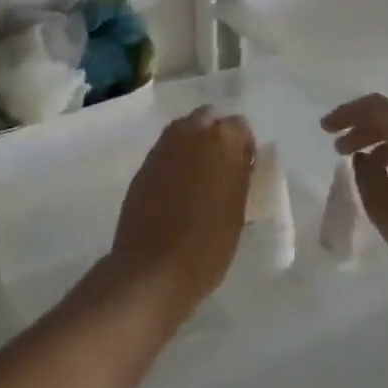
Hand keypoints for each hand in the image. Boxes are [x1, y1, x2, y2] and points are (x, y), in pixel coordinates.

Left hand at [104, 107, 255, 330]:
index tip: (245, 169)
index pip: (239, 126)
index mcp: (221, 139)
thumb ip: (239, 175)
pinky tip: (178, 190)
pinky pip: (165, 153)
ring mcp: (161, 148)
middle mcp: (189, 132)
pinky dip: (174, 162)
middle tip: (223, 167)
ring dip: (194, 145)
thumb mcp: (238, 209)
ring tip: (201, 179)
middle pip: (208, 118)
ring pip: (183, 132)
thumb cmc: (208, 244)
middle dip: (216, 135)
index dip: (244, 146)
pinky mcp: (142, 167)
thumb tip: (239, 162)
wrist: (154, 269)